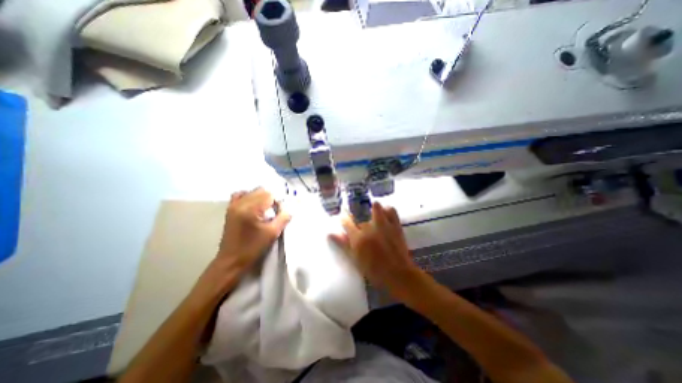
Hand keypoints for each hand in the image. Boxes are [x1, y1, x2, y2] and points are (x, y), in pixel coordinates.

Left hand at [218, 189, 289, 271]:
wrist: (231, 261)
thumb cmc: (253, 248)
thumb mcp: (273, 233)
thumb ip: (283, 217)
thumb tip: (289, 207)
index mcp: (251, 209)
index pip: (269, 195)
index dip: (278, 202)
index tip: (280, 212)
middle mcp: (240, 203)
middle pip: (261, 190)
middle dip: (271, 198)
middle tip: (274, 211)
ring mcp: (233, 205)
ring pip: (252, 191)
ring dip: (261, 197)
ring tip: (265, 209)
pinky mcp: (230, 209)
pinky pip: (241, 195)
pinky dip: (250, 197)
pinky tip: (254, 206)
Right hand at [330, 203, 420, 296]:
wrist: (398, 274)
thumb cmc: (374, 270)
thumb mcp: (355, 259)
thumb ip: (343, 245)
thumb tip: (330, 233)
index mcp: (358, 238)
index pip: (346, 222)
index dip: (343, 217)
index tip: (343, 216)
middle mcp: (369, 228)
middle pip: (360, 216)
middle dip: (359, 219)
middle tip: (362, 226)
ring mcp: (383, 225)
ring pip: (376, 207)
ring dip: (374, 208)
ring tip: (373, 213)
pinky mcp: (395, 225)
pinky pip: (391, 211)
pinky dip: (388, 210)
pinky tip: (386, 213)